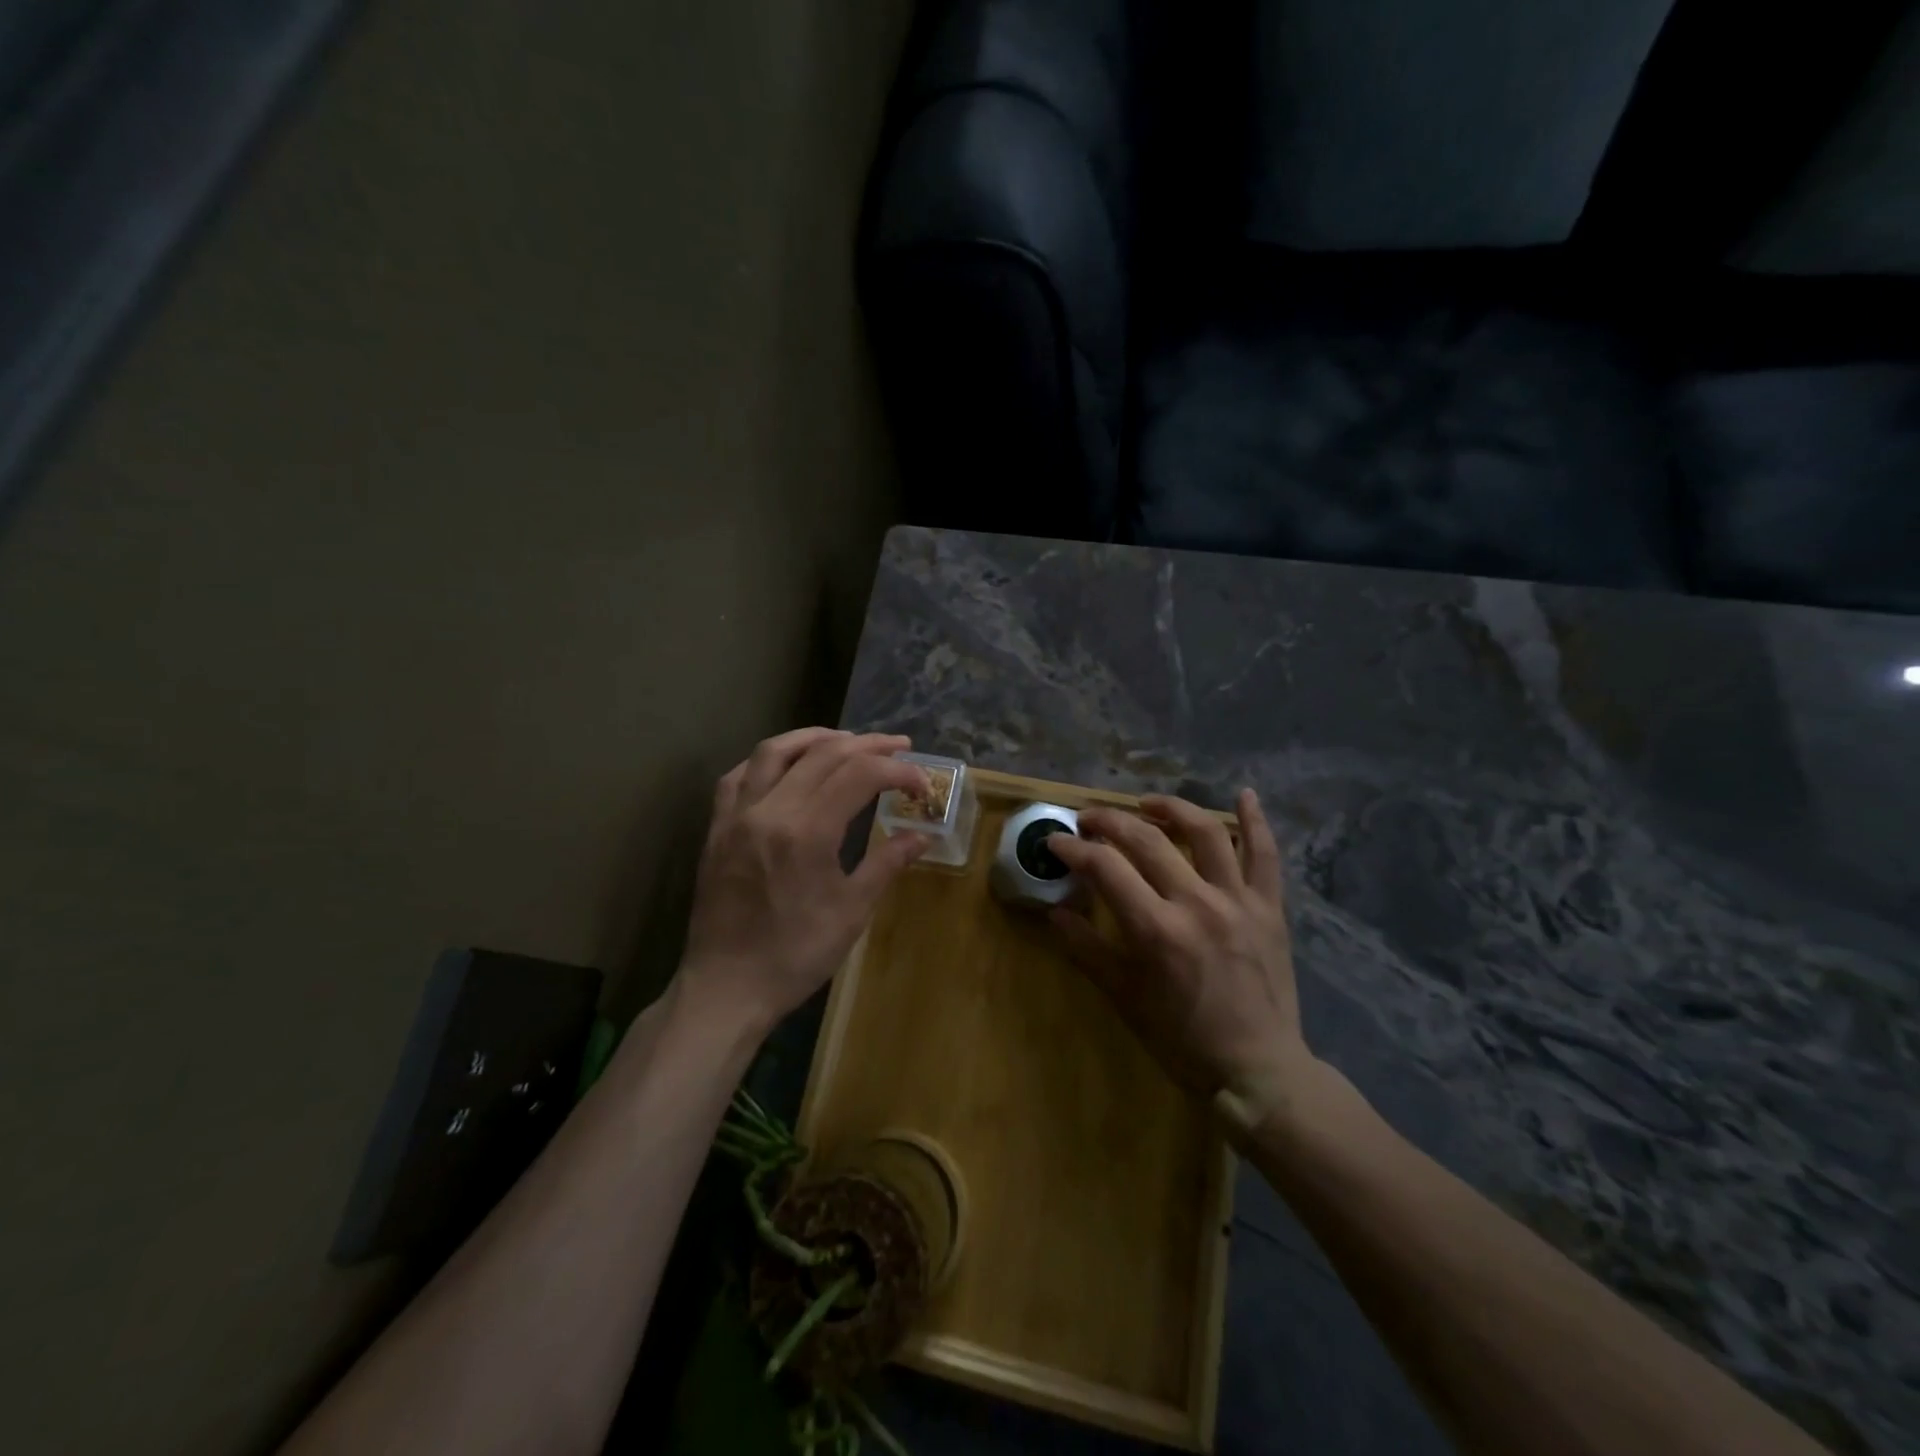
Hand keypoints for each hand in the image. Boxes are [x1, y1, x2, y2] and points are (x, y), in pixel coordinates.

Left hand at [678, 729, 929, 1033]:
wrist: (726, 987)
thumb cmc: (795, 955)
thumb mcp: (851, 912)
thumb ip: (886, 864)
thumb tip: (921, 836)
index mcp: (807, 832)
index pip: (860, 775)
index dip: (897, 770)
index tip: (922, 784)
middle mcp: (770, 810)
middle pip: (823, 754)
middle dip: (868, 745)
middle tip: (899, 746)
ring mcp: (737, 816)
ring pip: (775, 751)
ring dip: (816, 737)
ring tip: (847, 740)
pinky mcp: (717, 828)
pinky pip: (739, 775)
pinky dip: (769, 759)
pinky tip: (788, 763)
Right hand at [1047, 791, 1312, 1134]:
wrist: (1259, 1071)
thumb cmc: (1183, 1041)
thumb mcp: (1125, 999)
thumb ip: (1088, 950)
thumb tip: (1055, 913)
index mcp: (1156, 929)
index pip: (1105, 868)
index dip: (1074, 848)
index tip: (1056, 841)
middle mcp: (1197, 903)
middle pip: (1147, 840)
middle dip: (1110, 821)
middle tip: (1088, 818)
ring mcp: (1238, 901)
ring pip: (1205, 833)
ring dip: (1171, 809)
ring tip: (1146, 803)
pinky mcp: (1269, 909)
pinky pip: (1265, 856)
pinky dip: (1256, 822)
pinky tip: (1245, 794)